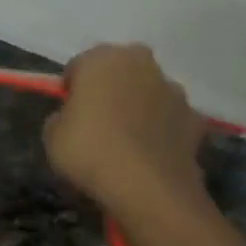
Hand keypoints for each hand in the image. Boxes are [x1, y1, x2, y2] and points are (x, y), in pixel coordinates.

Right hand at [44, 43, 213, 224]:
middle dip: (109, 89)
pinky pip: (168, 119)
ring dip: (137, 107)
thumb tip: (71, 118)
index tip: (67, 112)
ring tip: (124, 143)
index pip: (79, 65)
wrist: (146, 186)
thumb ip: (61, 118)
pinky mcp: (194, 117)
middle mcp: (141, 63)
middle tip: (96, 122)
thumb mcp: (51, 137)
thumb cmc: (89, 152)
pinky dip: (160, 131)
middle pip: (120, 71)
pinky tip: (148, 156)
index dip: (71, 89)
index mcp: (102, 60)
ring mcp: (173, 89)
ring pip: (148, 92)